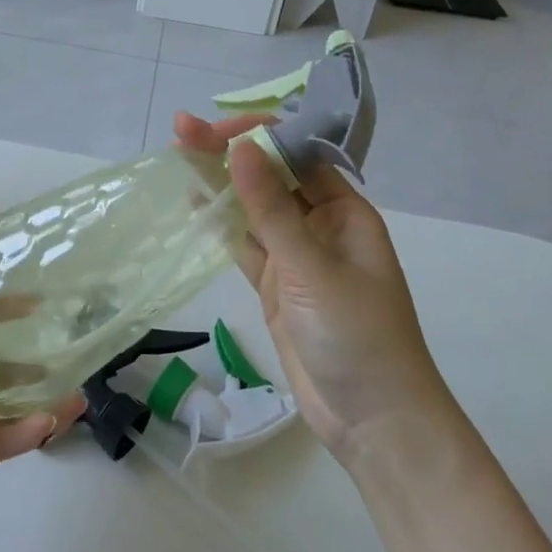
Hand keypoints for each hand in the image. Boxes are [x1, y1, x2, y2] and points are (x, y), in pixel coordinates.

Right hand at [174, 113, 452, 468]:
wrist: (373, 421)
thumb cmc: (357, 335)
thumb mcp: (311, 268)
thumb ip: (271, 209)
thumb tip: (240, 148)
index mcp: (344, 212)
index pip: (298, 155)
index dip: (258, 136)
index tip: (216, 131)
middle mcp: (320, 226)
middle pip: (270, 177)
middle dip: (230, 152)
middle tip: (181, 131)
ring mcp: (295, 257)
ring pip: (252, 208)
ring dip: (219, 183)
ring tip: (178, 155)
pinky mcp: (275, 286)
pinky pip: (244, 244)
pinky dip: (220, 223)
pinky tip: (193, 202)